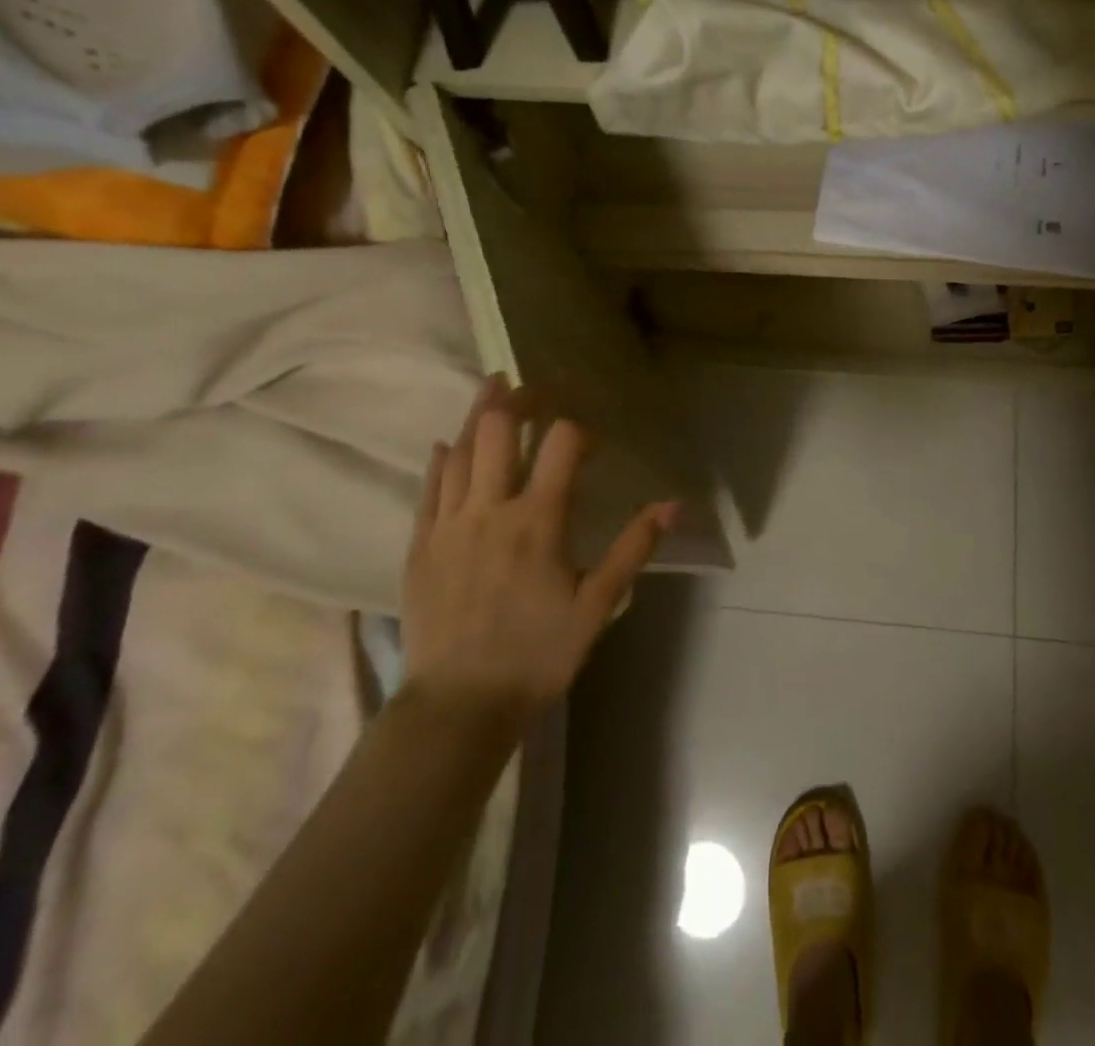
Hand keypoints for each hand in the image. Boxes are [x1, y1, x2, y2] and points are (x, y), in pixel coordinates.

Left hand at [401, 376, 677, 723]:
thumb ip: (633, 548)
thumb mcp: (597, 605)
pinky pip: (429, 487)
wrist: (458, 706)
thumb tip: (673, 504)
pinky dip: (442, 459)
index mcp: (538, 520)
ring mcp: (448, 524)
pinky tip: (448, 445)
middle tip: (534, 389)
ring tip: (493, 389)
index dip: (579, 430)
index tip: (591, 442)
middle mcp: (490, 509)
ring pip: (460, 450)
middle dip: (519, 399)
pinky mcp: (420, 544)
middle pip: (499, 430)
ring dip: (479, 414)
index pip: (562, 444)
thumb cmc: (537, 654)